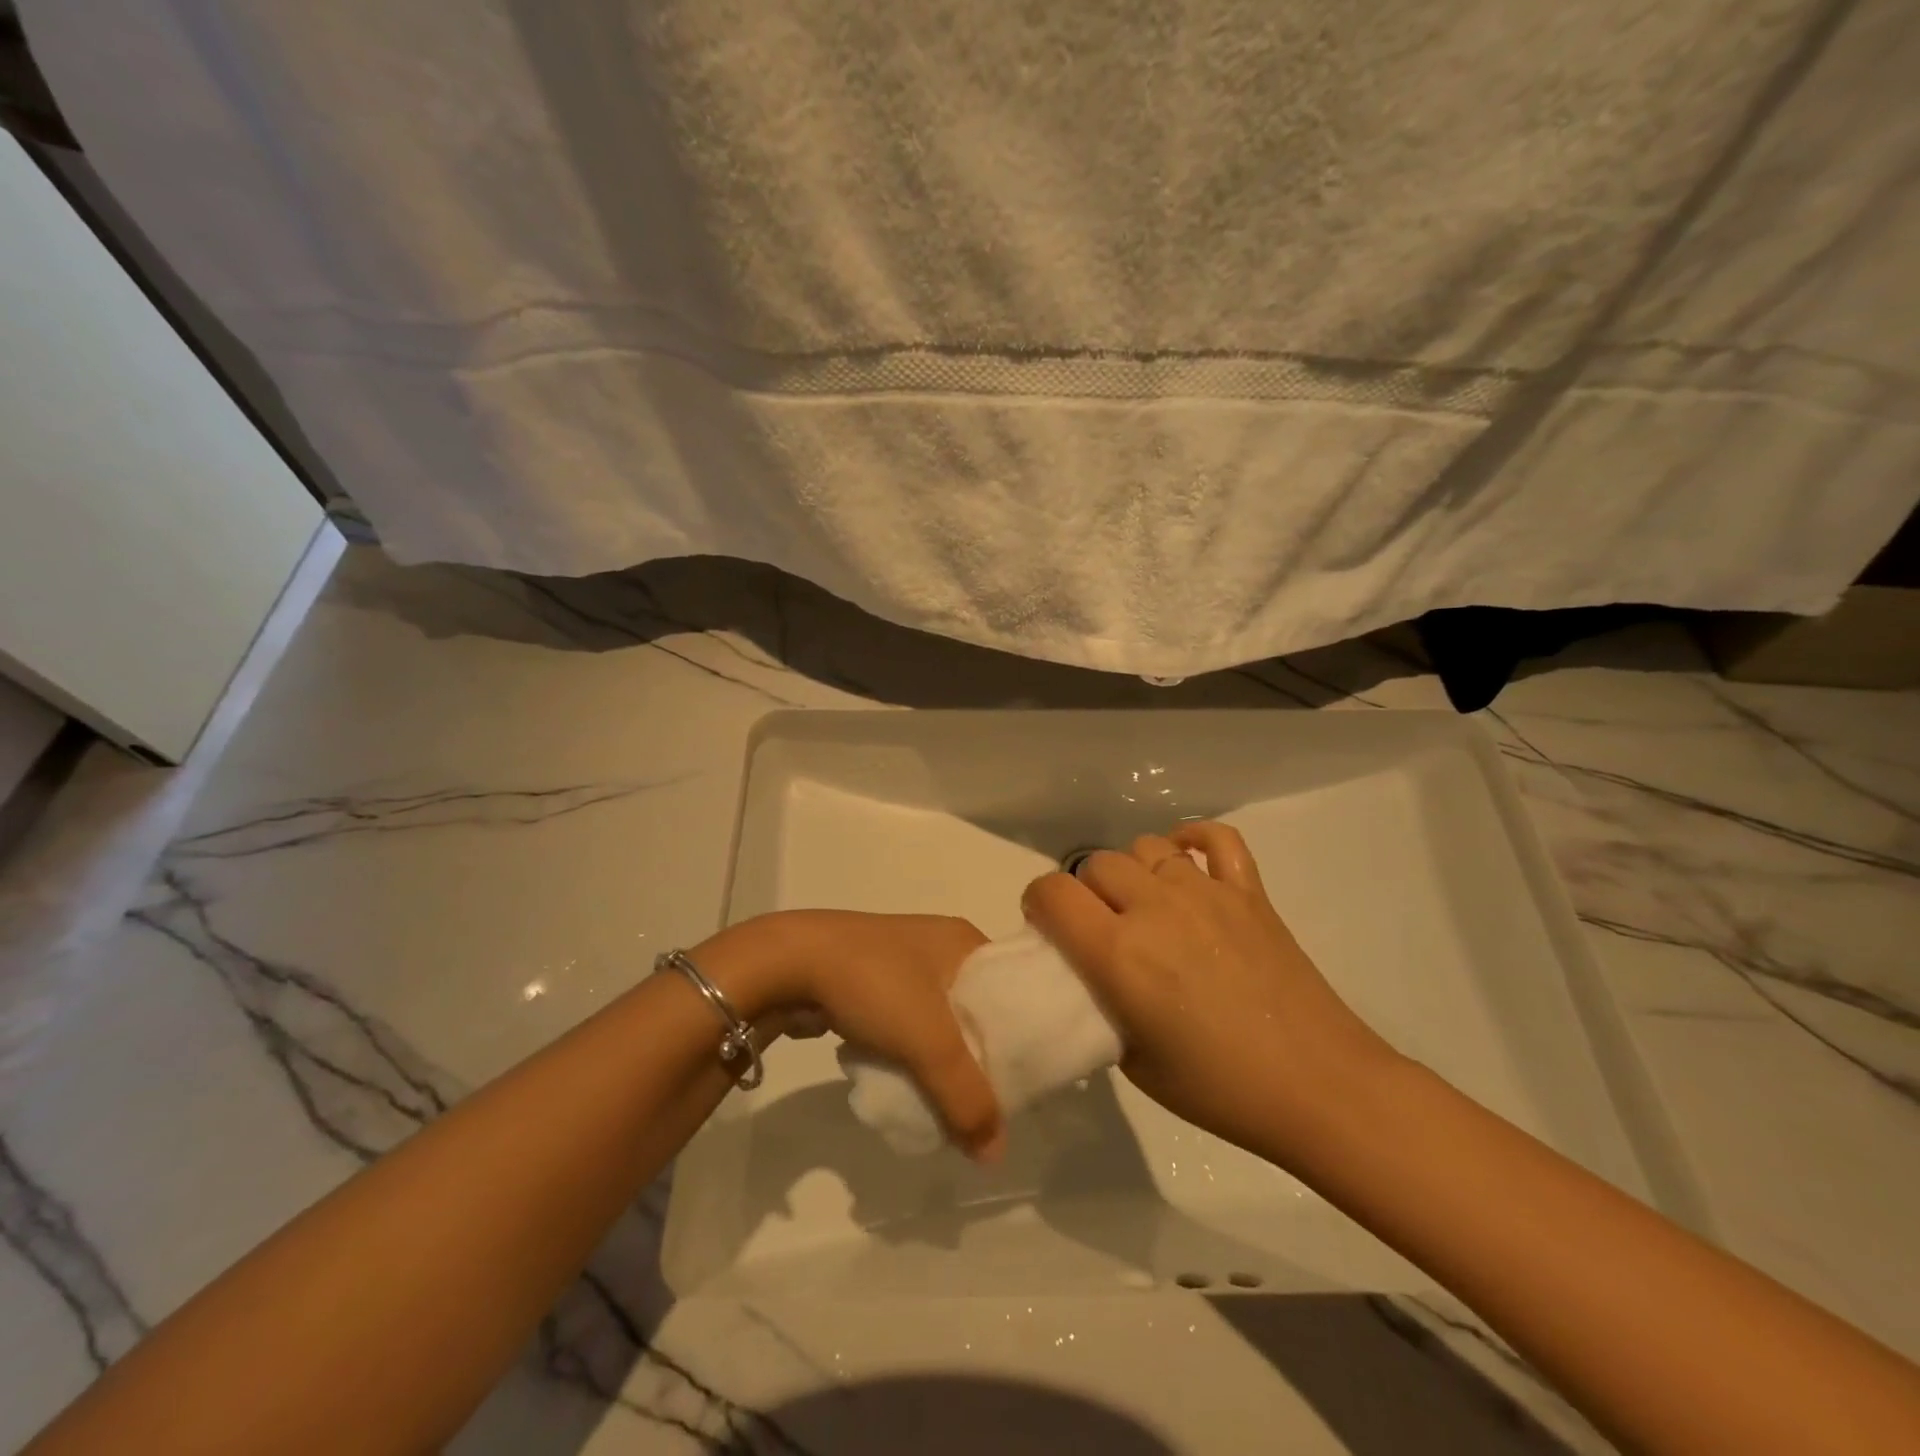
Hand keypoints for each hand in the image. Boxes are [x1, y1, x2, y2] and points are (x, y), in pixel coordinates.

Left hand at [700, 910, 1004, 1159]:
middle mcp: (939, 945)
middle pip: (975, 1011)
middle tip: (987, 1101)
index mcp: (964, 940)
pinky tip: (908, 1081)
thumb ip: (967, 1098)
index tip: (1026, 1081)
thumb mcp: (930, 1042)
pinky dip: (910, 1052)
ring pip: (938, 1020)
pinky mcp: (872, 981)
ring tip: (949, 1100)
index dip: (1022, 1036)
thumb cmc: (875, 984)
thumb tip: (995, 1155)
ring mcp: (903, 961)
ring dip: (941, 1058)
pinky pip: (906, 1023)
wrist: (790, 963)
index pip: (1011, 991)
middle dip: (978, 1056)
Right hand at [1022, 822, 1398, 1168]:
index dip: (1038, 903)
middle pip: (1096, 864)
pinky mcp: (1248, 891)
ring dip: (1132, 872)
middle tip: (1100, 929)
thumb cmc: (1218, 1089)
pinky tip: (1185, 862)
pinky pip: (1216, 838)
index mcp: (1119, 953)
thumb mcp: (1131, 1061)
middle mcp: (1156, 908)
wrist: (1316, 1087)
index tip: (1046, 926)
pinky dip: (1193, 840)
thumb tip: (1092, 974)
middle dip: (1085, 892)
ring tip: (1144, 906)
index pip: (1052, 892)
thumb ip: (1100, 1004)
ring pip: (1144, 847)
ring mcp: (1206, 892)